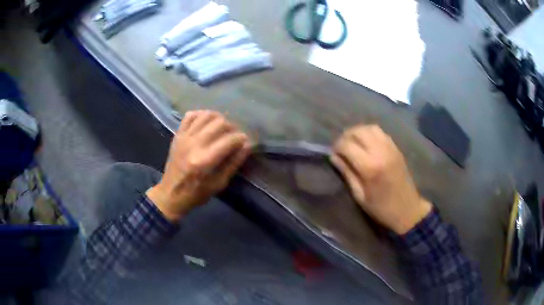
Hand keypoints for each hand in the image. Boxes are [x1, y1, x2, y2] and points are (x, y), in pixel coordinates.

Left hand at [147, 110, 249, 221]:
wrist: (171, 193)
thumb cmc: (196, 193)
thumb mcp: (219, 184)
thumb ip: (234, 163)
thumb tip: (247, 145)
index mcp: (204, 161)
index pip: (229, 140)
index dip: (241, 139)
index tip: (245, 142)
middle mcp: (194, 144)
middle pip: (219, 123)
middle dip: (232, 128)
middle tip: (234, 136)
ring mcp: (184, 137)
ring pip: (206, 115)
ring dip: (219, 119)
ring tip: (222, 129)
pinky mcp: (178, 134)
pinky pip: (191, 115)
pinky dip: (201, 115)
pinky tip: (207, 123)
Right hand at [330, 125, 431, 234]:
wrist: (408, 209)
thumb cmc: (381, 208)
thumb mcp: (360, 196)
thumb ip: (347, 173)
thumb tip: (334, 157)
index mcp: (370, 167)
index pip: (347, 145)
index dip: (337, 147)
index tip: (333, 154)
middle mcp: (381, 152)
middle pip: (359, 131)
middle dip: (346, 136)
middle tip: (341, 148)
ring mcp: (391, 148)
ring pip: (370, 128)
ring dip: (358, 132)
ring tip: (353, 143)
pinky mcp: (396, 148)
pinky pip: (381, 133)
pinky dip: (370, 133)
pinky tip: (366, 144)